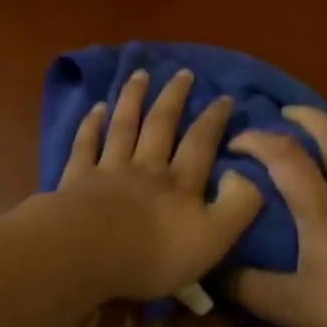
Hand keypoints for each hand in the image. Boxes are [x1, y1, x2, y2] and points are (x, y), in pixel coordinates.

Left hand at [52, 68, 263, 300]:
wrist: (90, 254)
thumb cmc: (155, 254)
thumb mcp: (214, 238)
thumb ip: (238, 205)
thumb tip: (249, 174)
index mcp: (180, 183)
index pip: (201, 143)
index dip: (213, 120)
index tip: (223, 96)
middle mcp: (147, 168)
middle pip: (161, 125)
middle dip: (173, 98)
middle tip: (182, 73)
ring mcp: (110, 170)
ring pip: (124, 127)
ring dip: (133, 99)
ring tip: (140, 75)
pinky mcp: (77, 179)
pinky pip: (85, 145)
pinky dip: (91, 125)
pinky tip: (96, 108)